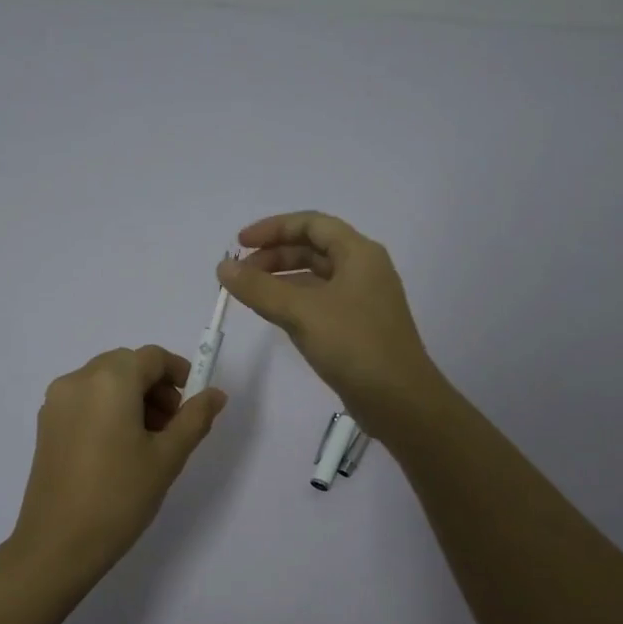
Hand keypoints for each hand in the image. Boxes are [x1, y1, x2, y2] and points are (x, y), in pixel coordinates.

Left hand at [9, 345, 226, 584]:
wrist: (58, 544)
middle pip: (126, 365)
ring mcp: (56, 402)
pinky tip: (119, 449)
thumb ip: (195, 418)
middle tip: (173, 427)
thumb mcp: (168, 457)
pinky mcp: (46, 424)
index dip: (179, 373)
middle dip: (156, 387)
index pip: (152, 357)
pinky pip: (85, 400)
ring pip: (105, 382)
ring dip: (132, 398)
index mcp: (110, 381)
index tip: (194, 405)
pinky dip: (108, 410)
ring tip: (148, 442)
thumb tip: (215, 394)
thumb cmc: (120, 496)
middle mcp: (78, 380)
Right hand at [217, 211, 443, 434]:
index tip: (239, 245)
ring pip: (316, 277)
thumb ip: (260, 288)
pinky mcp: (358, 327)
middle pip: (313, 248)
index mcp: (359, 253)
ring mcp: (362, 300)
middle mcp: (364, 270)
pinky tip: (274, 316)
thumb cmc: (354, 345)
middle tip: (240, 274)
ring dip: (282, 279)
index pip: (311, 224)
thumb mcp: (302, 312)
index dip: (273, 228)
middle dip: (274, 256)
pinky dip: (295, 302)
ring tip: (250, 294)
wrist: (399, 400)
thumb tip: (223, 268)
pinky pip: (320, 303)